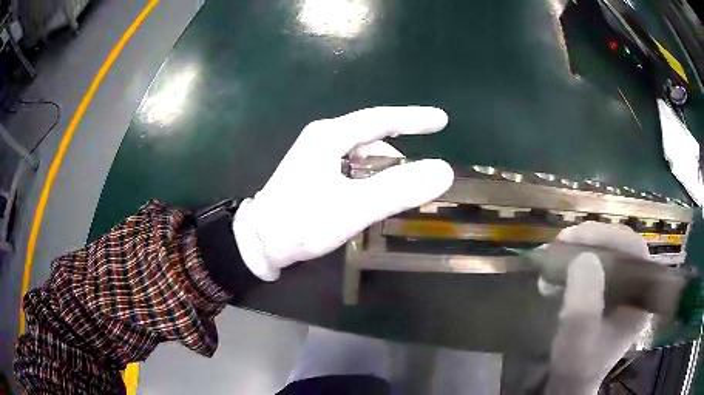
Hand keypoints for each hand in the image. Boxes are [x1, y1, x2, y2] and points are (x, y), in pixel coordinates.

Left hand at [233, 106, 454, 279]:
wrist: (259, 243)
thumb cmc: (302, 223)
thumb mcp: (353, 207)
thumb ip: (398, 189)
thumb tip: (443, 170)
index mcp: (330, 136)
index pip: (381, 119)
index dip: (414, 118)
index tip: (441, 120)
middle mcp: (323, 138)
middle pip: (373, 135)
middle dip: (401, 150)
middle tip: (422, 172)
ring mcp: (317, 155)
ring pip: (363, 153)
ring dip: (386, 167)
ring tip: (403, 188)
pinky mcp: (314, 172)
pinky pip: (353, 166)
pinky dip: (371, 176)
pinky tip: (377, 193)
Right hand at [542, 222, 650, 394]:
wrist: (569, 384)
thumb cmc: (576, 367)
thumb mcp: (577, 342)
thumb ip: (583, 306)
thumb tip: (584, 258)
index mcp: (639, 299)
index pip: (633, 250)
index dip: (607, 236)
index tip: (576, 237)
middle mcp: (636, 288)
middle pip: (620, 248)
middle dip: (591, 240)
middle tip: (562, 242)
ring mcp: (623, 290)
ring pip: (607, 254)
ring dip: (581, 250)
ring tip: (555, 255)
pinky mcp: (609, 293)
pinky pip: (596, 266)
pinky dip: (576, 263)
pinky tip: (558, 272)